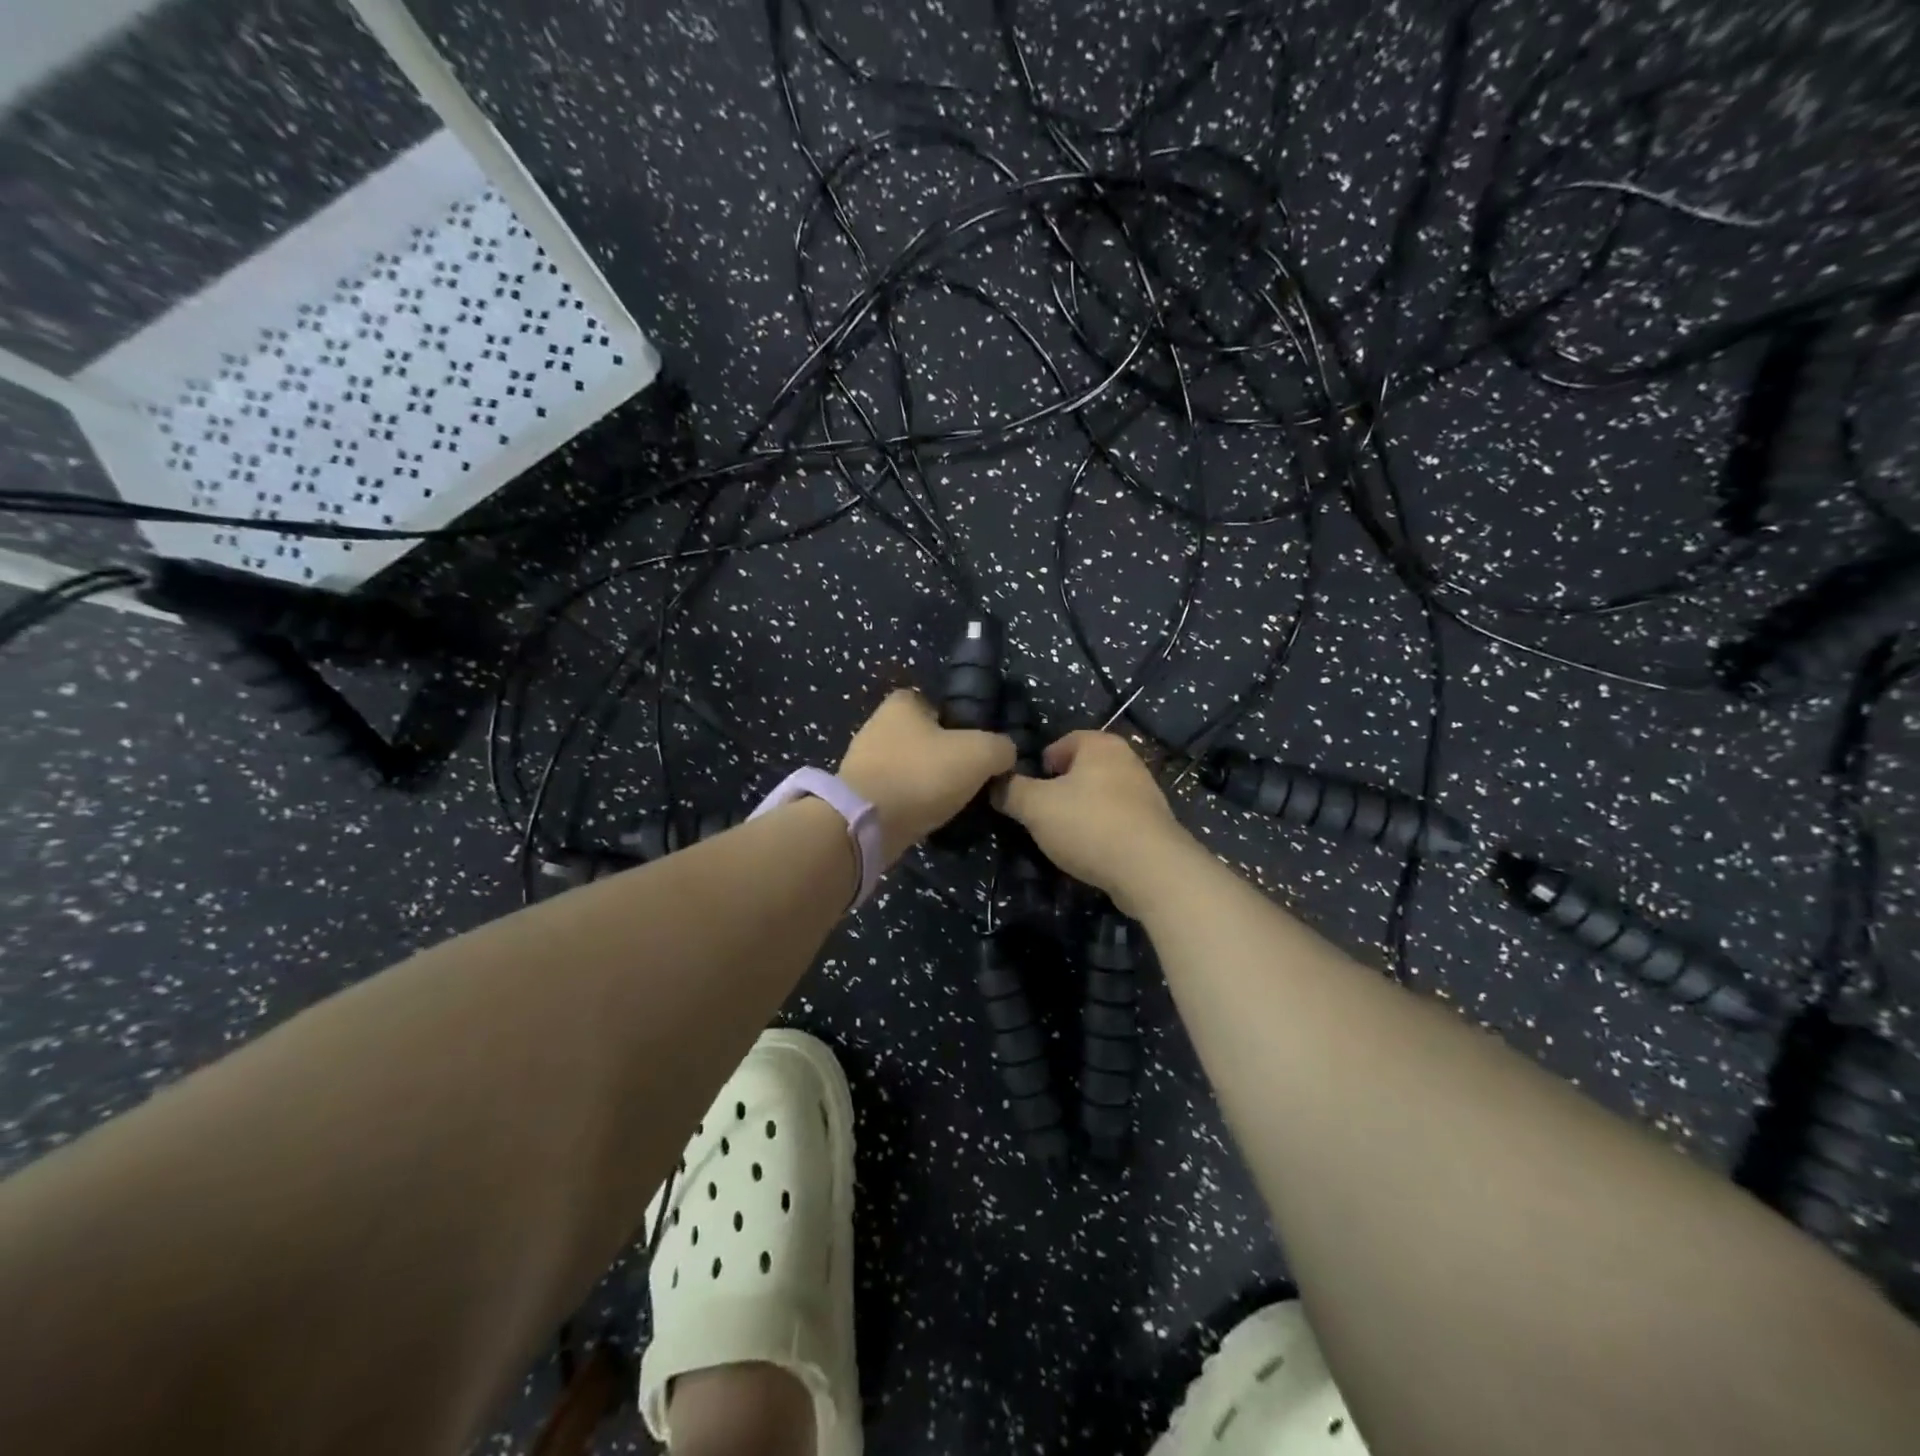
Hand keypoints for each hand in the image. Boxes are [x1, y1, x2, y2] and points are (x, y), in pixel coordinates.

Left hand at [837, 690, 1015, 866]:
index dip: (963, 724)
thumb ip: (1000, 747)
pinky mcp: (859, 794)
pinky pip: (897, 792)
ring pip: (911, 767)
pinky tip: (928, 815)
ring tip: (953, 801)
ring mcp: (864, 761)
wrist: (867, 824)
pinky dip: (913, 802)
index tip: (978, 748)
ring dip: (929, 782)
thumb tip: (1005, 754)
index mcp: (902, 703)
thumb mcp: (979, 754)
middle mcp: (878, 725)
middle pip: (926, 737)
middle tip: (971, 777)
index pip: (939, 705)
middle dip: (946, 756)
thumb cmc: (922, 775)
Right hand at [993, 731, 1194, 913]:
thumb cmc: (1088, 825)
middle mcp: (1127, 759)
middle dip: (1060, 789)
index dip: (1040, 765)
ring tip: (1064, 836)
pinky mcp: (1154, 823)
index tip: (1029, 792)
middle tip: (1042, 814)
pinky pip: (1117, 819)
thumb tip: (995, 783)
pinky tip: (1091, 851)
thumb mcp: (1035, 807)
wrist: (1150, 870)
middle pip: (1082, 769)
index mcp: (1100, 744)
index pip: (1061, 743)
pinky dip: (1101, 830)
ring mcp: (1145, 791)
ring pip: (1100, 795)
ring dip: (1081, 811)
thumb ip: (1011, 791)